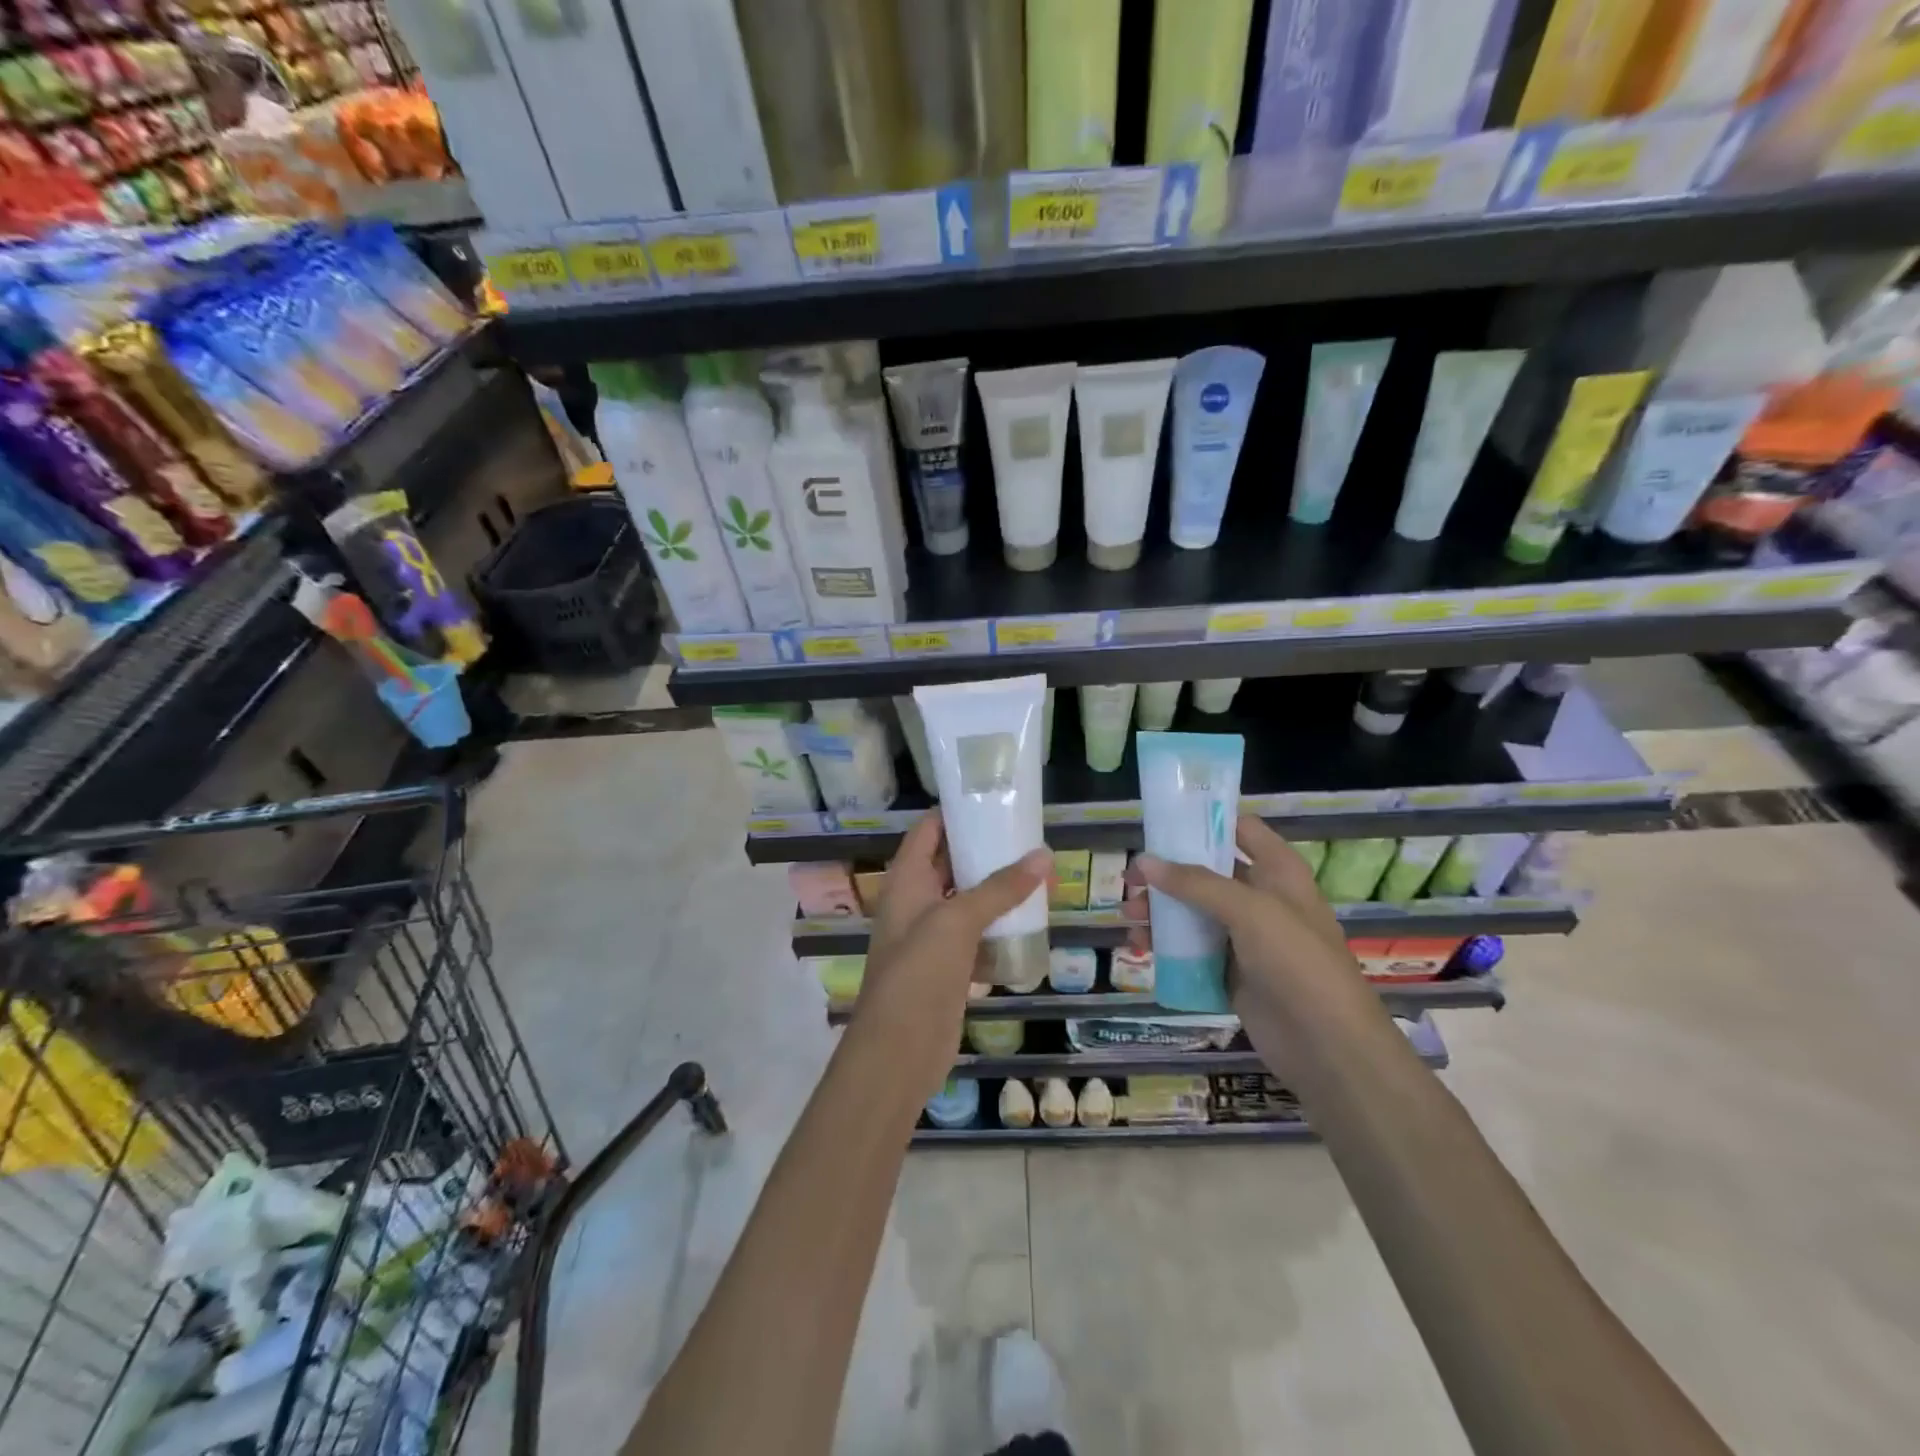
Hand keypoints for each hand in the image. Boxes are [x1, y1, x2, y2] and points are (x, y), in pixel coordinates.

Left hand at [854, 810, 1051, 1100]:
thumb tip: (1043, 855)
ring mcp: (931, 937)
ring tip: (1038, 872)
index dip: (955, 813)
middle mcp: (916, 903)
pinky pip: (976, 936)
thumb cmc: (919, 974)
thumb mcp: (957, 921)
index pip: (928, 831)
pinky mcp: (949, 968)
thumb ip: (1000, 888)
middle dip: (985, 850)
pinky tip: (1030, 920)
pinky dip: (999, 926)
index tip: (994, 799)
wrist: (899, 1051)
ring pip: (967, 901)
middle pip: (950, 864)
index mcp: (906, 881)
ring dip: (996, 889)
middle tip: (1028, 836)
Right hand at [1126, 816, 1358, 1015]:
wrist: (1326, 1045)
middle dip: (1167, 873)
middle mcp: (1261, 898)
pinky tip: (1140, 946)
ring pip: (1194, 912)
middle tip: (1130, 881)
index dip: (1204, 822)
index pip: (1239, 830)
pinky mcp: (1231, 971)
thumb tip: (1144, 861)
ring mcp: (1246, 937)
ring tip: (1129, 918)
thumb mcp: (1249, 911)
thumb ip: (1195, 883)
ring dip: (1160, 911)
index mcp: (1278, 871)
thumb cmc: (1296, 962)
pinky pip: (1192, 949)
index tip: (1161, 824)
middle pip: (1206, 872)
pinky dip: (1166, 945)